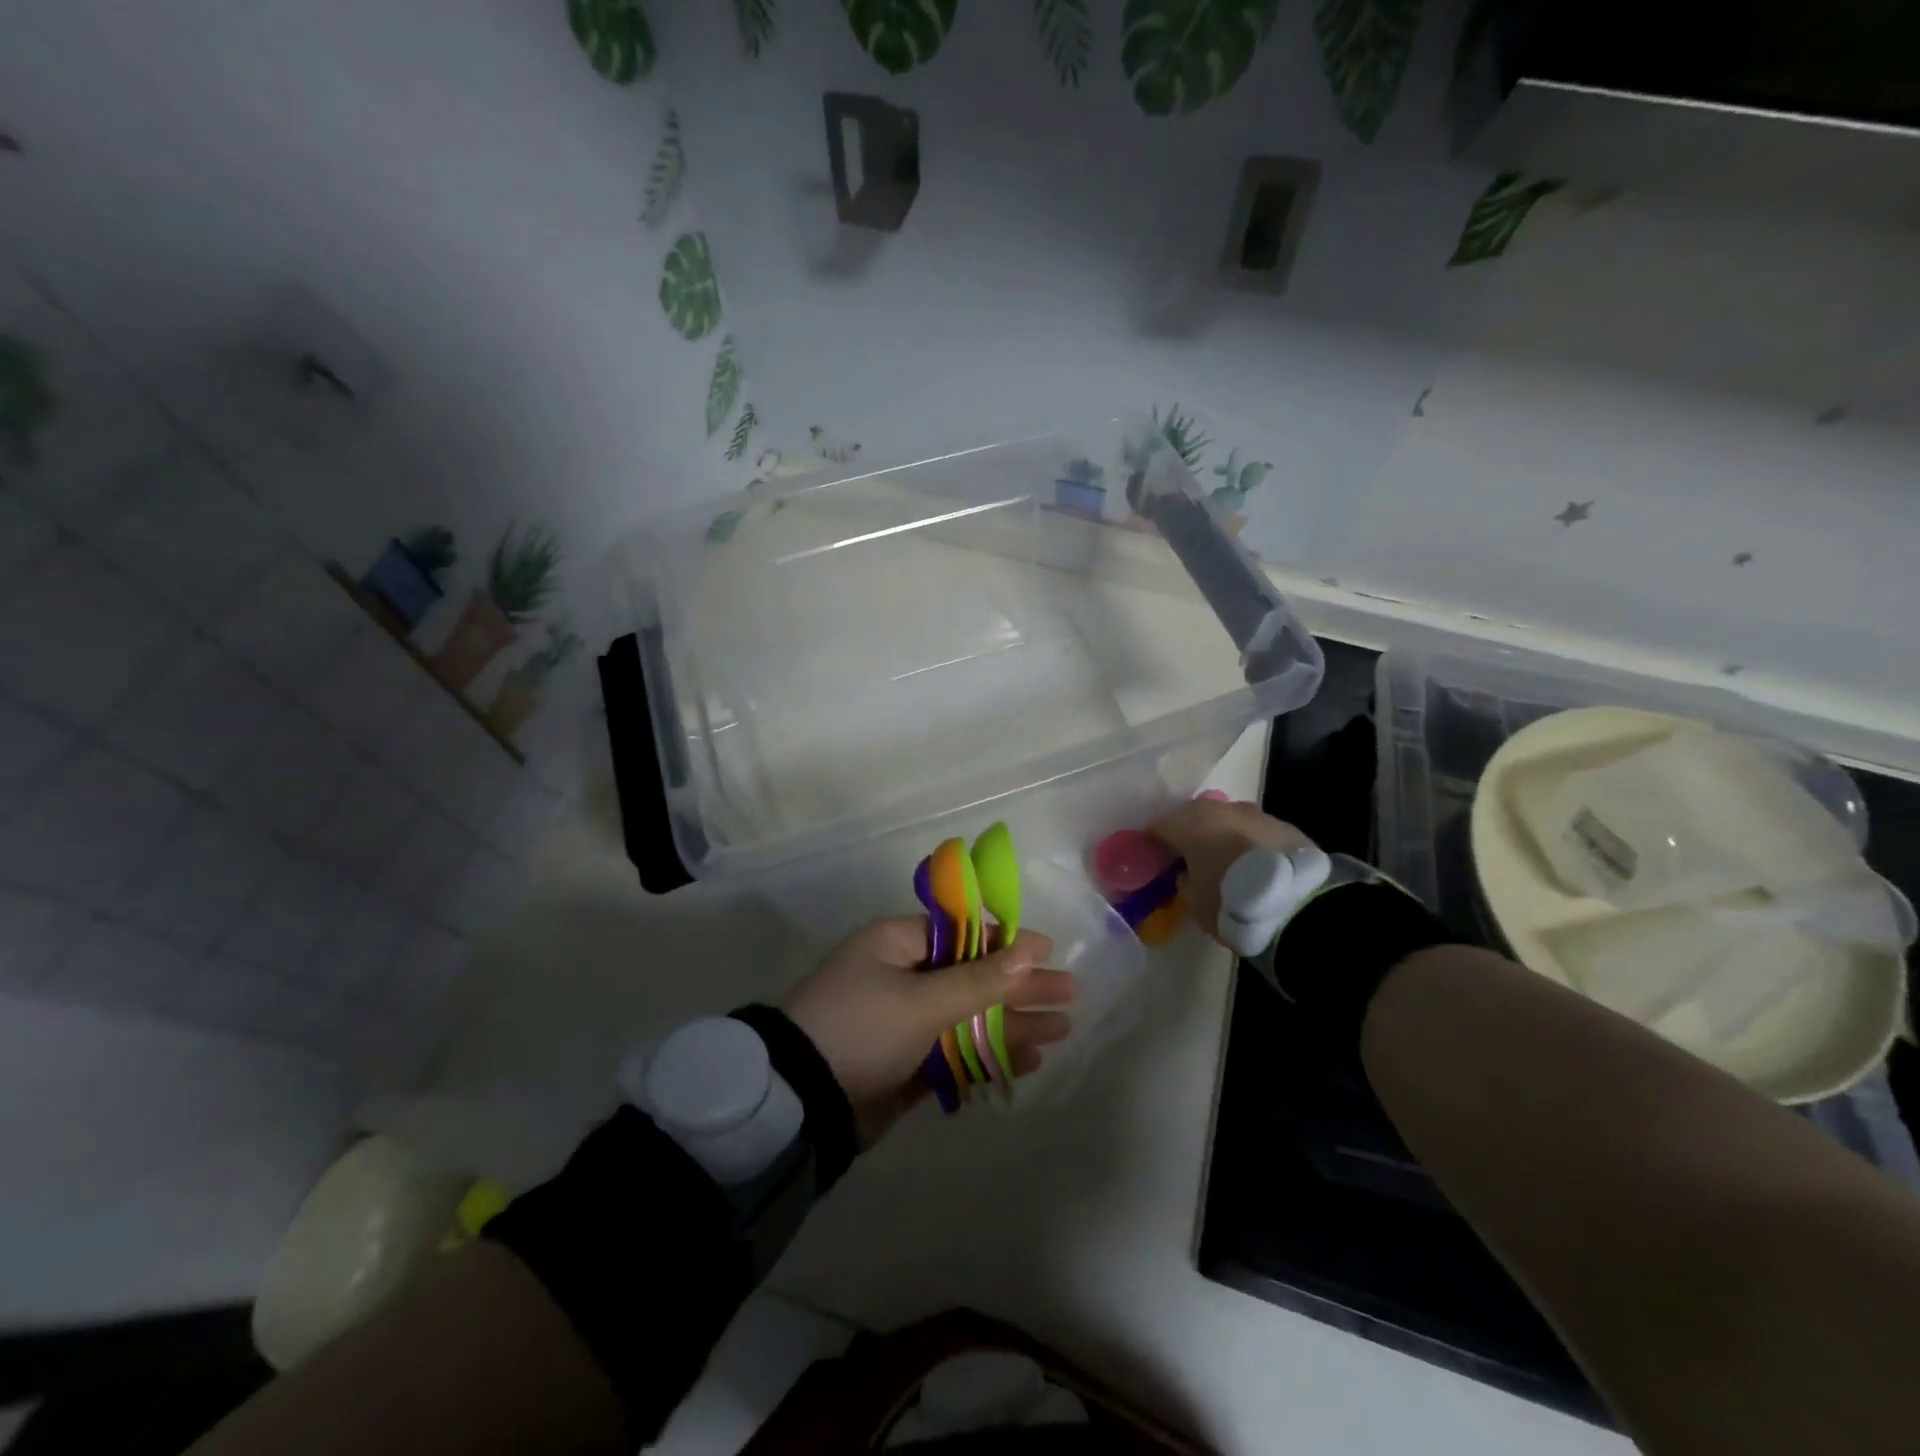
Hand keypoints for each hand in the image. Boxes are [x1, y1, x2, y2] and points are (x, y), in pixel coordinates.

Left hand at [783, 919, 1073, 1145]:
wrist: (800, 1104)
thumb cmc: (860, 1029)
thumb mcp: (920, 1001)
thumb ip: (977, 981)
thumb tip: (1027, 953)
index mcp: (896, 945)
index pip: (962, 934)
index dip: (1006, 942)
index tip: (1047, 951)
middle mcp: (901, 977)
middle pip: (972, 977)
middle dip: (1019, 988)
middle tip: (1069, 994)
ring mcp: (904, 1022)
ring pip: (968, 1018)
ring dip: (1012, 1025)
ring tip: (1060, 1032)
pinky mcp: (906, 1063)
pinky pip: (956, 1052)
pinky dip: (988, 1055)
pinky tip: (1027, 1061)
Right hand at [1149, 799, 1316, 948]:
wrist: (1299, 904)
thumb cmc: (1232, 902)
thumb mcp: (1194, 903)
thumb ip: (1184, 882)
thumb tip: (1186, 873)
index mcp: (1189, 823)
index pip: (1158, 827)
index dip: (1154, 845)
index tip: (1155, 863)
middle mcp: (1220, 809)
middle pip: (1193, 817)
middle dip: (1189, 836)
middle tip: (1190, 862)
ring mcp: (1256, 813)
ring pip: (1227, 821)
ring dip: (1222, 837)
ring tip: (1228, 865)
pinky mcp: (1285, 825)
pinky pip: (1255, 832)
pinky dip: (1249, 843)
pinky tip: (1256, 867)